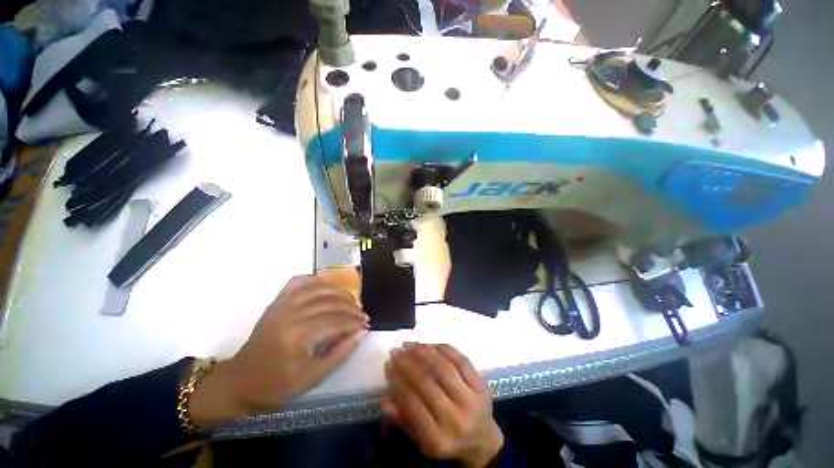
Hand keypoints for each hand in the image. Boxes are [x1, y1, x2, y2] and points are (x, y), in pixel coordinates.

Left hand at [190, 275, 368, 428]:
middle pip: (331, 302)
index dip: (354, 322)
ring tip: (351, 301)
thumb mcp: (312, 377)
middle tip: (362, 315)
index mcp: (298, 335)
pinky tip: (326, 286)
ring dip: (339, 293)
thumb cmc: (276, 385)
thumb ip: (340, 353)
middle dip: (351, 308)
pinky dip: (315, 280)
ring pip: (320, 288)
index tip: (366, 325)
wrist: (239, 381)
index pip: (336, 321)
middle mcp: (292, 314)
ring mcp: (283, 304)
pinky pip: (298, 281)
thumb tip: (362, 332)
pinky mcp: (277, 301)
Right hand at [382, 343, 503, 467]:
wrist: (483, 441)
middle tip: (396, 351)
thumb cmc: (448, 440)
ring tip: (411, 345)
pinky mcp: (481, 385)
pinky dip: (444, 349)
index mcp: (438, 439)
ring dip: (425, 352)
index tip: (388, 365)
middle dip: (408, 364)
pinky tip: (431, 345)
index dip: (398, 382)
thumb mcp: (423, 441)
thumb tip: (384, 399)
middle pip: (428, 383)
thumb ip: (403, 420)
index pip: (412, 405)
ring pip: (445, 369)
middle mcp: (456, 419)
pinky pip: (461, 361)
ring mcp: (471, 400)